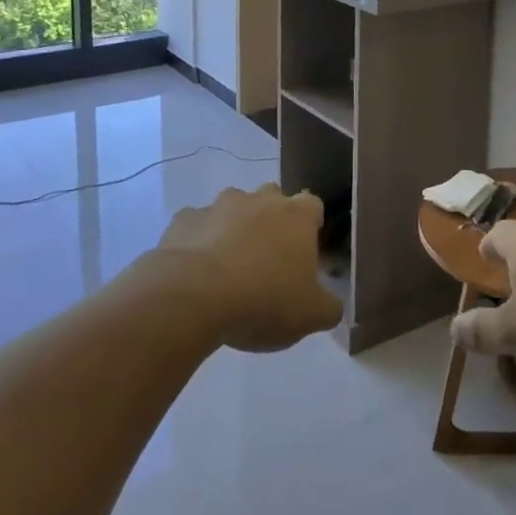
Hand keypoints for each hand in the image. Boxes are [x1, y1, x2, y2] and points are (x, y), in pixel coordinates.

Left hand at [154, 185, 343, 351]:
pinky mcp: (184, 219)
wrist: (193, 296)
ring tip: (228, 267)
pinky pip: (197, 226)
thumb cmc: (263, 300)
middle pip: (272, 199)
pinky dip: (199, 241)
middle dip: (271, 221)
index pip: (313, 206)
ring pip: (233, 208)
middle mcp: (260, 200)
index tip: (304, 252)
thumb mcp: (310, 316)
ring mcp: (219, 205)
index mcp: (297, 216)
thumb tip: (331, 305)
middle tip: (267, 260)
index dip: (310, 227)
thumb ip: (328, 307)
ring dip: (234, 228)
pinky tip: (195, 271)